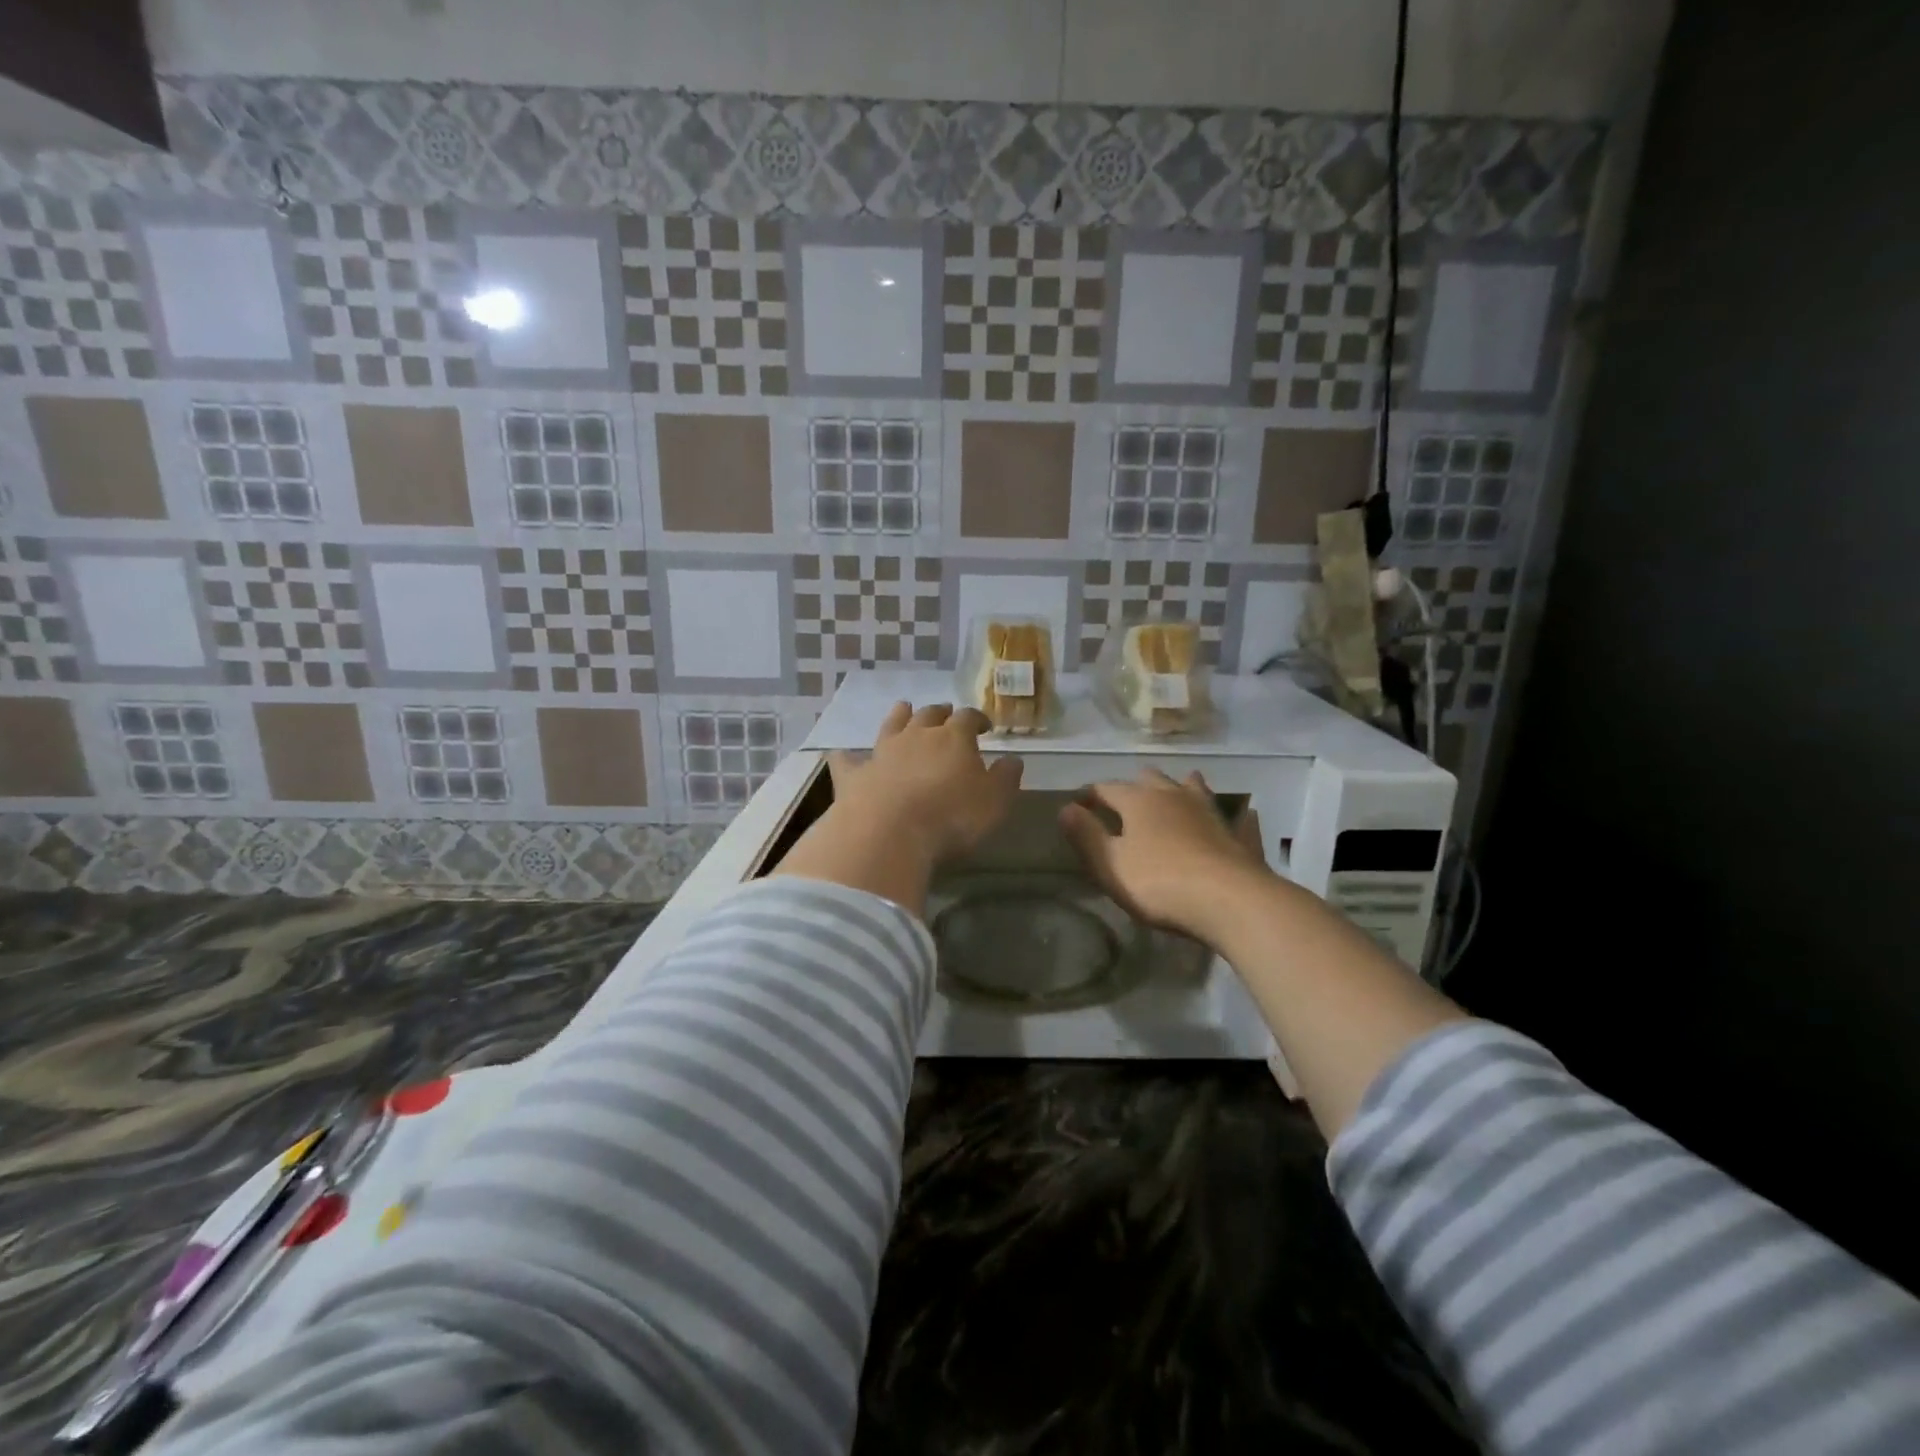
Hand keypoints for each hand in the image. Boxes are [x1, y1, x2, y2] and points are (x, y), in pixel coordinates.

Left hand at [827, 702, 1024, 867]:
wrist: (890, 832)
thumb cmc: (952, 817)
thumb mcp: (994, 801)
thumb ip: (1005, 778)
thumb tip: (1013, 759)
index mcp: (953, 738)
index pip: (968, 718)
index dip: (978, 719)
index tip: (985, 727)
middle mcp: (916, 735)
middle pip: (929, 714)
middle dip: (940, 713)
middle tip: (946, 714)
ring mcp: (881, 752)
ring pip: (891, 725)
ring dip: (899, 716)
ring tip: (904, 709)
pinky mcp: (854, 775)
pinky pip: (847, 760)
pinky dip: (847, 757)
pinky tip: (843, 756)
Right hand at [1059, 768, 1270, 943]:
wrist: (1230, 900)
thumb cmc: (1159, 882)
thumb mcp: (1110, 865)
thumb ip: (1086, 835)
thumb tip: (1065, 808)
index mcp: (1139, 800)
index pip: (1107, 788)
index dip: (1090, 795)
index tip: (1078, 804)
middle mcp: (1173, 795)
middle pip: (1150, 779)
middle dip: (1134, 785)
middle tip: (1125, 801)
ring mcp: (1209, 811)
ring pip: (1192, 787)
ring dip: (1180, 787)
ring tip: (1174, 793)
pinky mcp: (1236, 833)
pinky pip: (1231, 815)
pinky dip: (1228, 813)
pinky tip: (1240, 815)